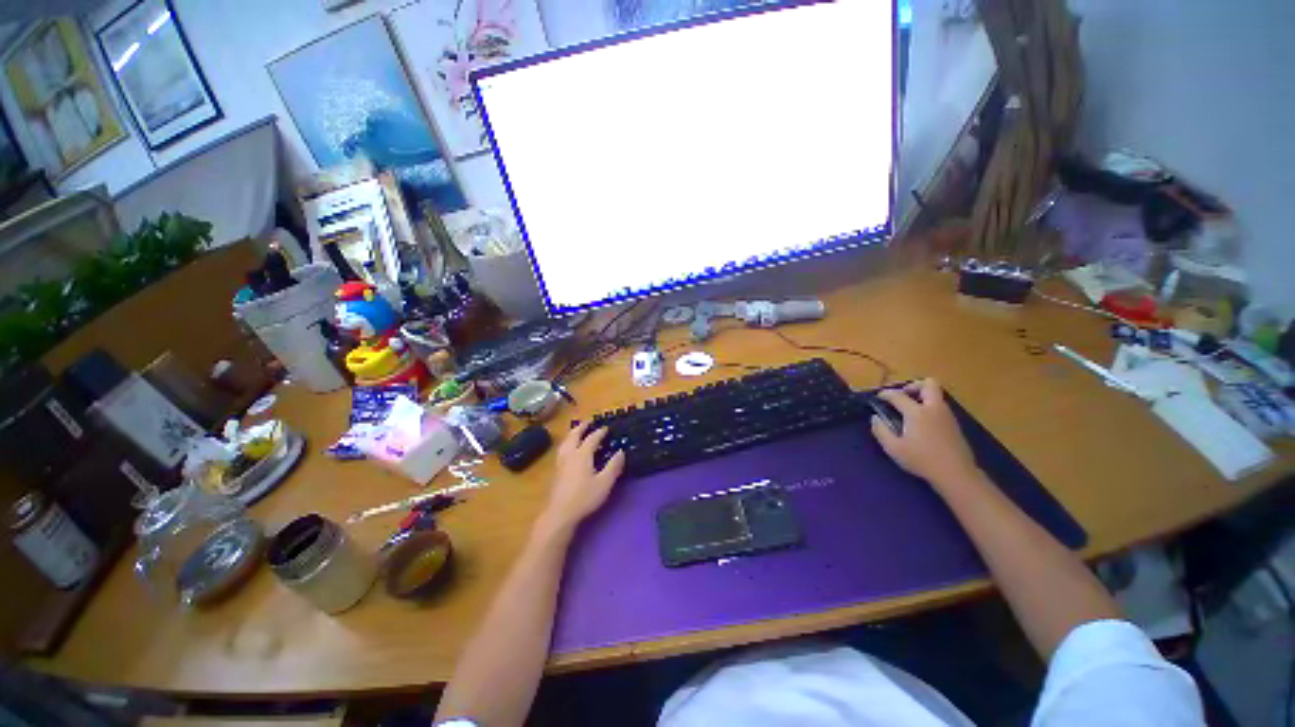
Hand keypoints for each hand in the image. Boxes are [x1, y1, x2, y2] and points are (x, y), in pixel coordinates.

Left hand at [538, 422, 625, 533]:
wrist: (560, 513)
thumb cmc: (585, 497)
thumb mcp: (604, 483)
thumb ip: (613, 466)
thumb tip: (621, 451)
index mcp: (582, 454)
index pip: (592, 438)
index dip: (600, 432)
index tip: (606, 427)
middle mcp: (570, 454)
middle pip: (574, 435)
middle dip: (581, 427)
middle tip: (588, 422)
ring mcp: (561, 462)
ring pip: (565, 442)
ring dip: (572, 434)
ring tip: (577, 431)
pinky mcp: (556, 471)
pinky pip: (562, 450)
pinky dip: (567, 443)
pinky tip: (569, 450)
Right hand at [871, 379, 979, 487]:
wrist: (956, 473)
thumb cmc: (921, 460)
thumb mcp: (893, 448)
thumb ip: (880, 430)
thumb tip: (875, 417)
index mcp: (917, 412)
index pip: (898, 395)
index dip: (885, 394)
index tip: (878, 397)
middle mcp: (934, 408)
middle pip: (928, 384)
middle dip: (913, 386)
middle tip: (902, 397)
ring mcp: (947, 415)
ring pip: (936, 395)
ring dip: (922, 397)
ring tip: (909, 410)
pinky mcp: (954, 424)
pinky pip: (940, 406)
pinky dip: (928, 407)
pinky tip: (921, 423)